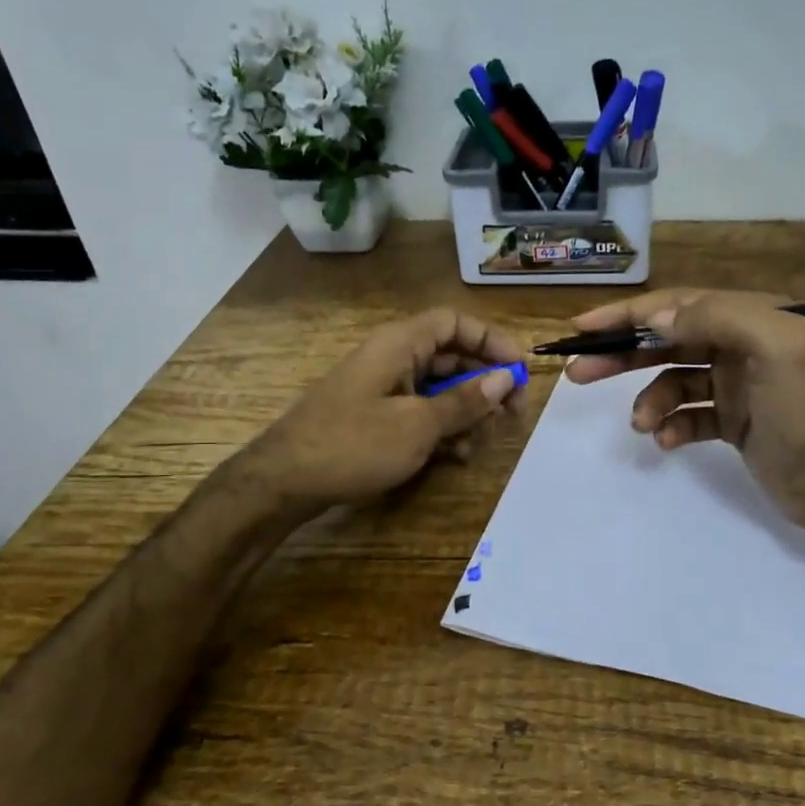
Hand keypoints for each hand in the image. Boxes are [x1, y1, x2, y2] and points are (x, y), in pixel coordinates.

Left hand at [241, 308, 523, 510]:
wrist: (284, 482)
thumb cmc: (353, 444)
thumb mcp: (417, 425)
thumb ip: (464, 401)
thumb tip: (504, 379)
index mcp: (400, 344)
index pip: (455, 323)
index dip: (492, 341)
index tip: (519, 370)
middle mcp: (394, 358)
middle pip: (453, 358)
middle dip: (486, 385)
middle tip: (512, 417)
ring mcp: (384, 389)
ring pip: (440, 389)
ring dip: (467, 413)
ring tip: (482, 443)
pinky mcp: (377, 416)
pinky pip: (421, 412)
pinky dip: (443, 429)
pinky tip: (456, 457)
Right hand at [564, 289, 804, 529]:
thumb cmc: (803, 412)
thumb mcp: (773, 348)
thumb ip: (717, 318)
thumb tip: (658, 318)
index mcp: (749, 319)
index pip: (677, 305)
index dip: (628, 314)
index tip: (584, 327)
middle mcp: (738, 345)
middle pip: (666, 341)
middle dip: (622, 355)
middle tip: (578, 372)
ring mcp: (733, 385)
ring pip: (672, 381)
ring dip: (650, 401)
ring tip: (643, 425)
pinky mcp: (730, 420)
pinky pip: (687, 415)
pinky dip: (673, 426)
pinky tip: (668, 442)